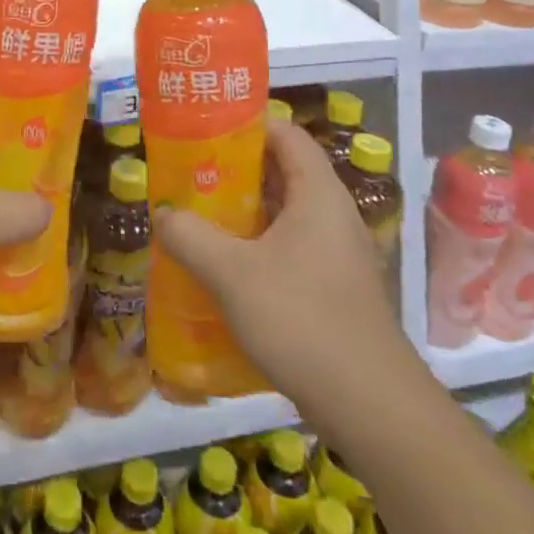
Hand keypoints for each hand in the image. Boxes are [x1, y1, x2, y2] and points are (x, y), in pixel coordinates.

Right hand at [153, 118, 423, 413]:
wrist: (369, 406)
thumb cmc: (300, 319)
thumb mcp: (230, 273)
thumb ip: (190, 236)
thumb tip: (163, 214)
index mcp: (318, 193)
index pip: (286, 135)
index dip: (246, 127)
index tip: (205, 136)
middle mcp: (334, 215)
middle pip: (283, 173)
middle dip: (235, 173)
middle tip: (192, 180)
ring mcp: (340, 255)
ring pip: (286, 215)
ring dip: (244, 215)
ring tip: (200, 222)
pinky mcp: (338, 289)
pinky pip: (293, 250)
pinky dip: (259, 249)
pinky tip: (227, 273)